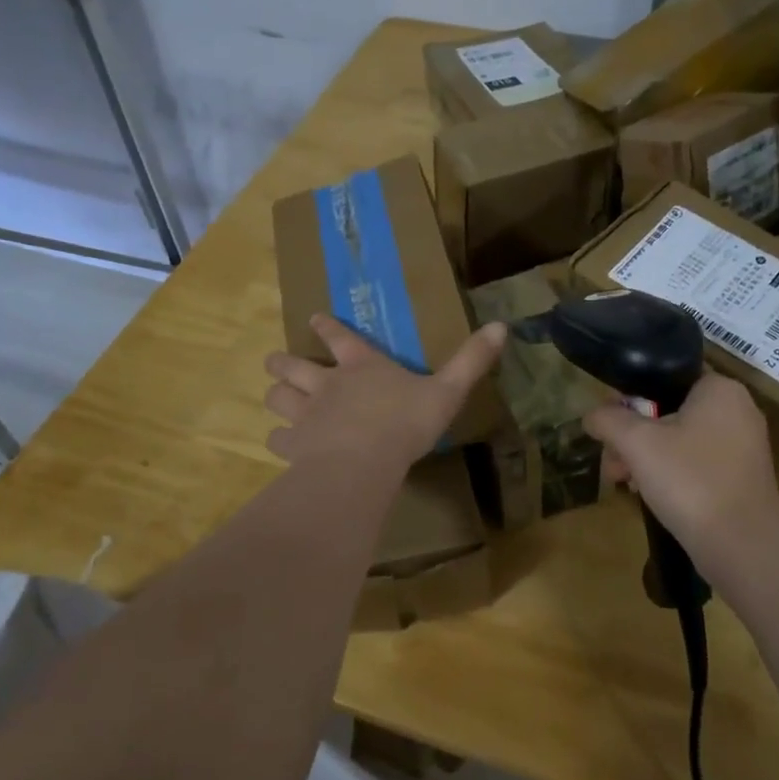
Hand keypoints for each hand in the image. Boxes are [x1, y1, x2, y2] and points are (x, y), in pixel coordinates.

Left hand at [263, 314, 506, 472]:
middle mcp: (327, 384)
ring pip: (278, 398)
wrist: (363, 462)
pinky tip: (282, 445)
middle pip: (293, 366)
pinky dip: (278, 440)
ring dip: (276, 395)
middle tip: (275, 361)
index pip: (340, 337)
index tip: (312, 318)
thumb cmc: (406, 422)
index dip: (325, 326)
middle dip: (282, 362)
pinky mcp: (295, 445)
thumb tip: (503, 326)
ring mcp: (306, 414)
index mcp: (362, 366)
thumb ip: (472, 360)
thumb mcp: (448, 390)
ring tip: (275, 396)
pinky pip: (278, 439)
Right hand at [584, 373, 778, 596]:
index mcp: (719, 389)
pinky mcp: (741, 478)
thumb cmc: (690, 480)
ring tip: (624, 483)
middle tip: (612, 462)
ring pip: (679, 440)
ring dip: (646, 458)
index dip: (629, 398)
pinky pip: (696, 463)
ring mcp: (742, 446)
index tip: (609, 425)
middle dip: (633, 437)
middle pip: (668, 411)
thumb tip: (592, 416)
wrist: (742, 545)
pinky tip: (649, 495)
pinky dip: (671, 474)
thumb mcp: (637, 442)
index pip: (663, 378)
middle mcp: (737, 410)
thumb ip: (609, 419)